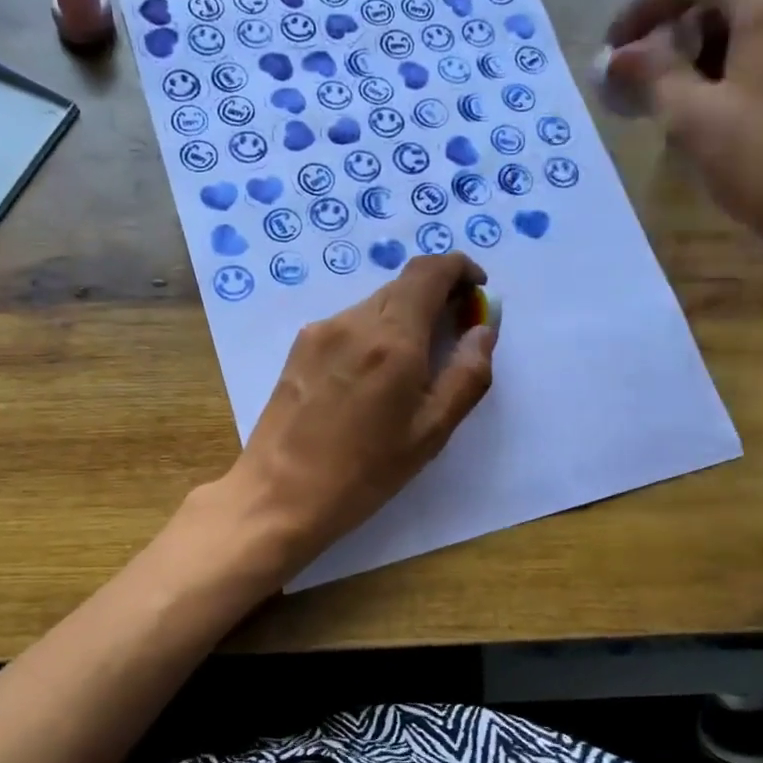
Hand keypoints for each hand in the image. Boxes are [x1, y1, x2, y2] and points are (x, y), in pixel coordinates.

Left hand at [215, 253, 497, 576]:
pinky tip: (370, 380)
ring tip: (410, 369)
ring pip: (375, 305)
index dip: (460, 269)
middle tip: (453, 336)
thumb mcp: (431, 432)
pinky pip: (349, 325)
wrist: (279, 494)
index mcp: (392, 339)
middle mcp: (354, 321)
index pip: (431, 270)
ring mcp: (320, 331)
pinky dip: (373, 334)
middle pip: (403, 285)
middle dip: (436, 297)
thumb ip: (467, 375)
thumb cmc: (364, 472)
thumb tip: (482, 329)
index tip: (476, 291)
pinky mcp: (299, 348)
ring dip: (404, 319)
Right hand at [604, 0, 762, 263]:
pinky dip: (756, 51)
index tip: (618, 50)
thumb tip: (618, 57)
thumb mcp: (695, 118)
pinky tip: (734, 99)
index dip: (647, 3)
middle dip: (684, 23)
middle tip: (649, 75)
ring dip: (719, 39)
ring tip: (687, 94)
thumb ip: (652, 75)